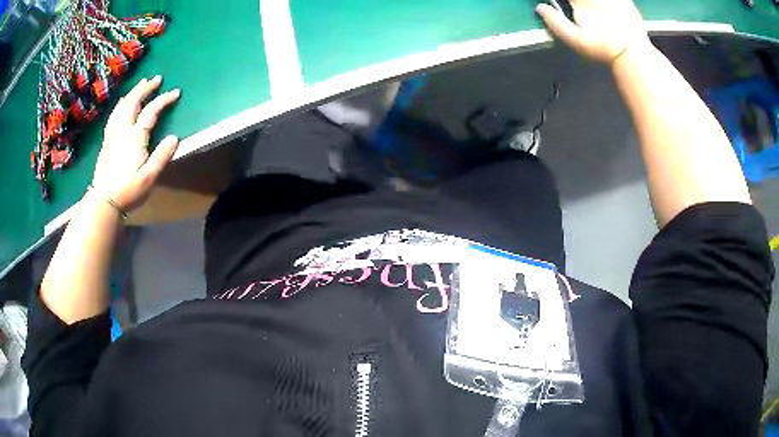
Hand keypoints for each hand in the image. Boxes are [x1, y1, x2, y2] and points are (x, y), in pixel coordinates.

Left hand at [92, 76, 180, 211]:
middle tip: (156, 79)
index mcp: (135, 137)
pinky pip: (114, 115)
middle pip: (134, 102)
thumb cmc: (128, 191)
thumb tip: (175, 137)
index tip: (176, 92)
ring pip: (122, 106)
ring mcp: (113, 134)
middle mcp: (123, 130)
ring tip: (140, 84)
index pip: (151, 111)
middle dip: (146, 88)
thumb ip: (162, 156)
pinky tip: (122, 103)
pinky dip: (120, 104)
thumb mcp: (149, 177)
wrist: (104, 201)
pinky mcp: (106, 141)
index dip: (164, 100)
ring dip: (133, 93)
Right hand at [536, 0, 651, 64]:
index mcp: (580, 1)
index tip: (562, 4)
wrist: (633, 54)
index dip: (561, 0)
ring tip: (591, 8)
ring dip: (591, 2)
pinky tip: (607, 8)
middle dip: (576, 1)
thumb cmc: (603, 49)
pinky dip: (610, 3)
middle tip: (575, 7)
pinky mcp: (625, 1)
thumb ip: (555, 22)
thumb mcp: (576, 40)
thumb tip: (540, 7)